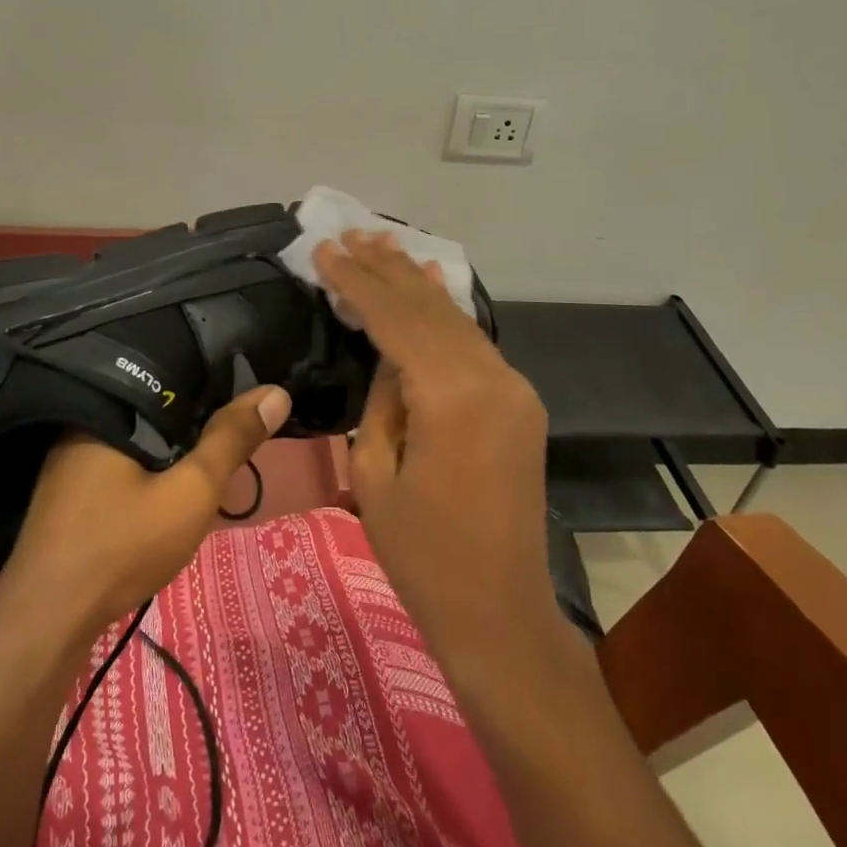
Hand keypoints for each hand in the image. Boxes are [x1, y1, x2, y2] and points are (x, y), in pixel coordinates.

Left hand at [0, 386, 291, 629]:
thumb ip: (232, 440)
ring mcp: (69, 462)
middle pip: (152, 407)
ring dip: (170, 445)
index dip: (211, 381)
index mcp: (108, 410)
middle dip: (192, 416)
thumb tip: (276, 392)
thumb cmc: (122, 546)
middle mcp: (82, 425)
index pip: (170, 376)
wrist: (46, 625)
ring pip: (136, 438)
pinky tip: (166, 483)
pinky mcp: (68, 494)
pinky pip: (120, 463)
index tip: (246, 389)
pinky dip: (148, 467)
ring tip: (210, 448)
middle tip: (235, 424)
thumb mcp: (191, 490)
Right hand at [314, 232, 558, 663]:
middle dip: (385, 269)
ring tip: (381, 244)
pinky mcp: (519, 401)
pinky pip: (474, 343)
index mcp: (452, 396)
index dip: (358, 282)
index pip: (397, 319)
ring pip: (456, 319)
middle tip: (349, 233)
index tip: (327, 249)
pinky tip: (430, 282)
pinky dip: (445, 311)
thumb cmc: (422, 555)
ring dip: (416, 282)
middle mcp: (493, 377)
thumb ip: (383, 396)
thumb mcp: (375, 472)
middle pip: (430, 308)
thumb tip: (388, 353)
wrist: (499, 612)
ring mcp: (513, 387)